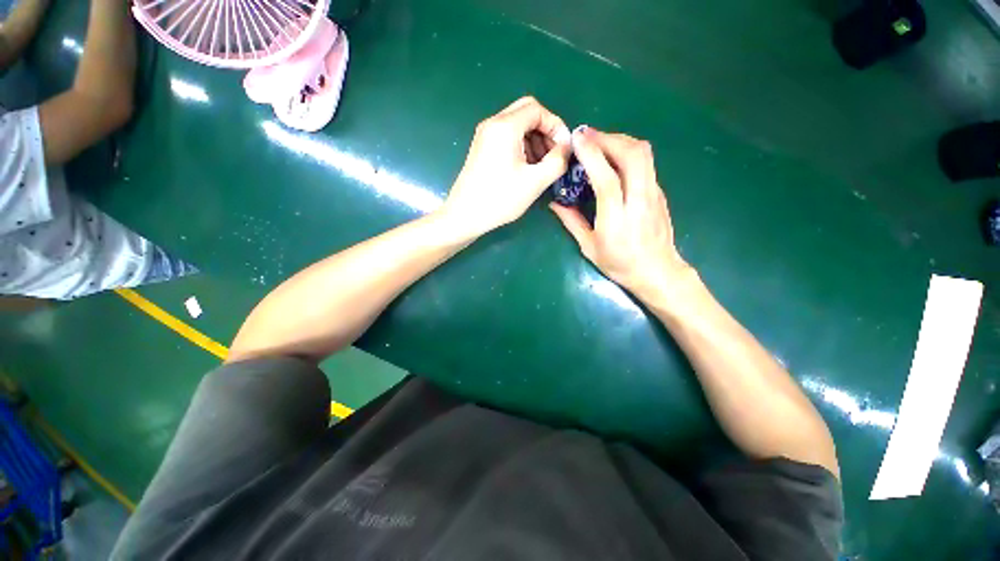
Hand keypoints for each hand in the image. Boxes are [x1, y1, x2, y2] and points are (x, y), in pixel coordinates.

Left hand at [440, 97, 570, 238]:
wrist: (465, 215)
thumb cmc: (500, 199)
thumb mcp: (535, 182)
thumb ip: (558, 161)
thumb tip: (567, 146)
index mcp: (505, 126)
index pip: (537, 109)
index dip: (556, 125)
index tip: (563, 149)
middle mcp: (492, 124)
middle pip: (526, 112)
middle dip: (545, 131)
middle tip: (553, 155)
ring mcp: (484, 136)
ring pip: (517, 125)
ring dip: (534, 139)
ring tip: (541, 165)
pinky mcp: (481, 148)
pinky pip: (507, 137)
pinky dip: (521, 146)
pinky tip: (526, 168)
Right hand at [549, 127, 690, 298]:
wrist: (658, 271)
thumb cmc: (619, 263)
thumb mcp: (589, 247)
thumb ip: (571, 221)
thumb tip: (554, 203)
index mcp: (617, 219)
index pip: (607, 178)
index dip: (592, 154)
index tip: (577, 139)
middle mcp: (639, 200)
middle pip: (633, 155)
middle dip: (608, 138)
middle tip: (587, 136)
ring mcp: (654, 194)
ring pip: (643, 153)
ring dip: (620, 140)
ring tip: (599, 142)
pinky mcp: (659, 192)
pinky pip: (645, 162)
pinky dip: (628, 151)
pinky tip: (614, 158)